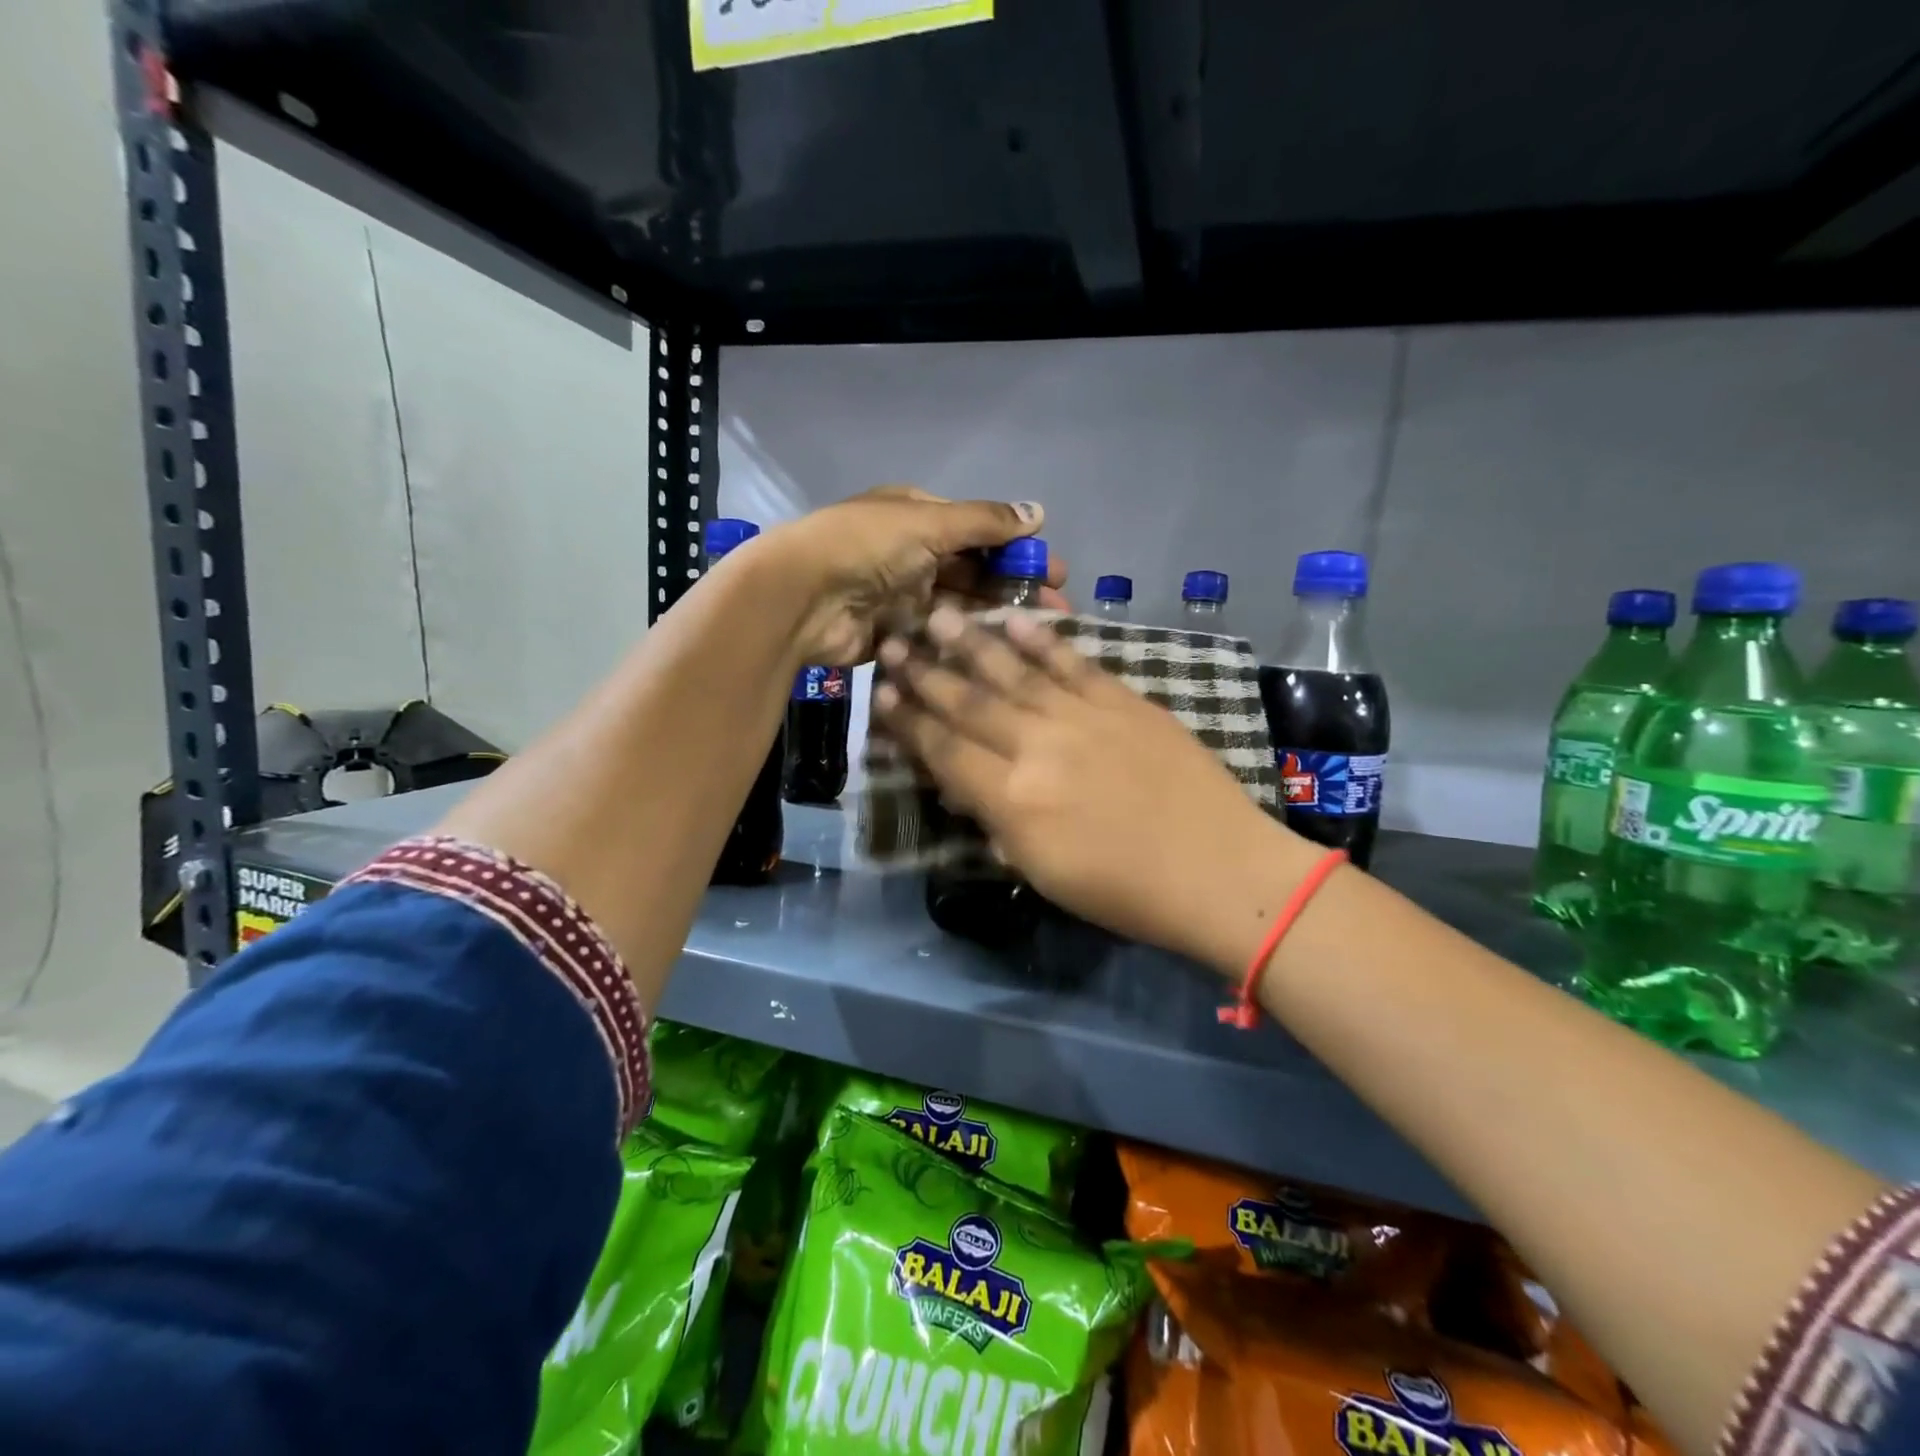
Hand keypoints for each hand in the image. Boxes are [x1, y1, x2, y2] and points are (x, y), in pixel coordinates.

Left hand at [759, 486, 1068, 666]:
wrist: (801, 597)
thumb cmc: (866, 546)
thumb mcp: (928, 522)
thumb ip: (984, 522)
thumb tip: (1039, 513)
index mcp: (917, 515)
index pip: (979, 532)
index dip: (1018, 551)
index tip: (1056, 574)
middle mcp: (911, 553)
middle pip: (973, 572)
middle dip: (1014, 590)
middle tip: (1055, 614)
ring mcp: (901, 595)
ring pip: (958, 606)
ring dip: (993, 618)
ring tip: (1033, 640)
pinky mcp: (892, 633)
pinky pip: (935, 636)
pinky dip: (962, 641)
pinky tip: (995, 655)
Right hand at [872, 606, 1317, 969]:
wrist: (1217, 870)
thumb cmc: (1124, 891)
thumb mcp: (1041, 871)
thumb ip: (996, 821)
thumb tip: (964, 785)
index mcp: (1012, 799)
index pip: (943, 750)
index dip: (907, 721)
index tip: (880, 695)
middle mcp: (1037, 747)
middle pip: (968, 703)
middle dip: (924, 673)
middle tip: (892, 643)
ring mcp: (1082, 717)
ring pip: (1013, 672)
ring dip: (970, 642)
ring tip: (937, 614)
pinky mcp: (1123, 701)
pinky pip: (1073, 663)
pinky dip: (1043, 639)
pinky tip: (1015, 619)